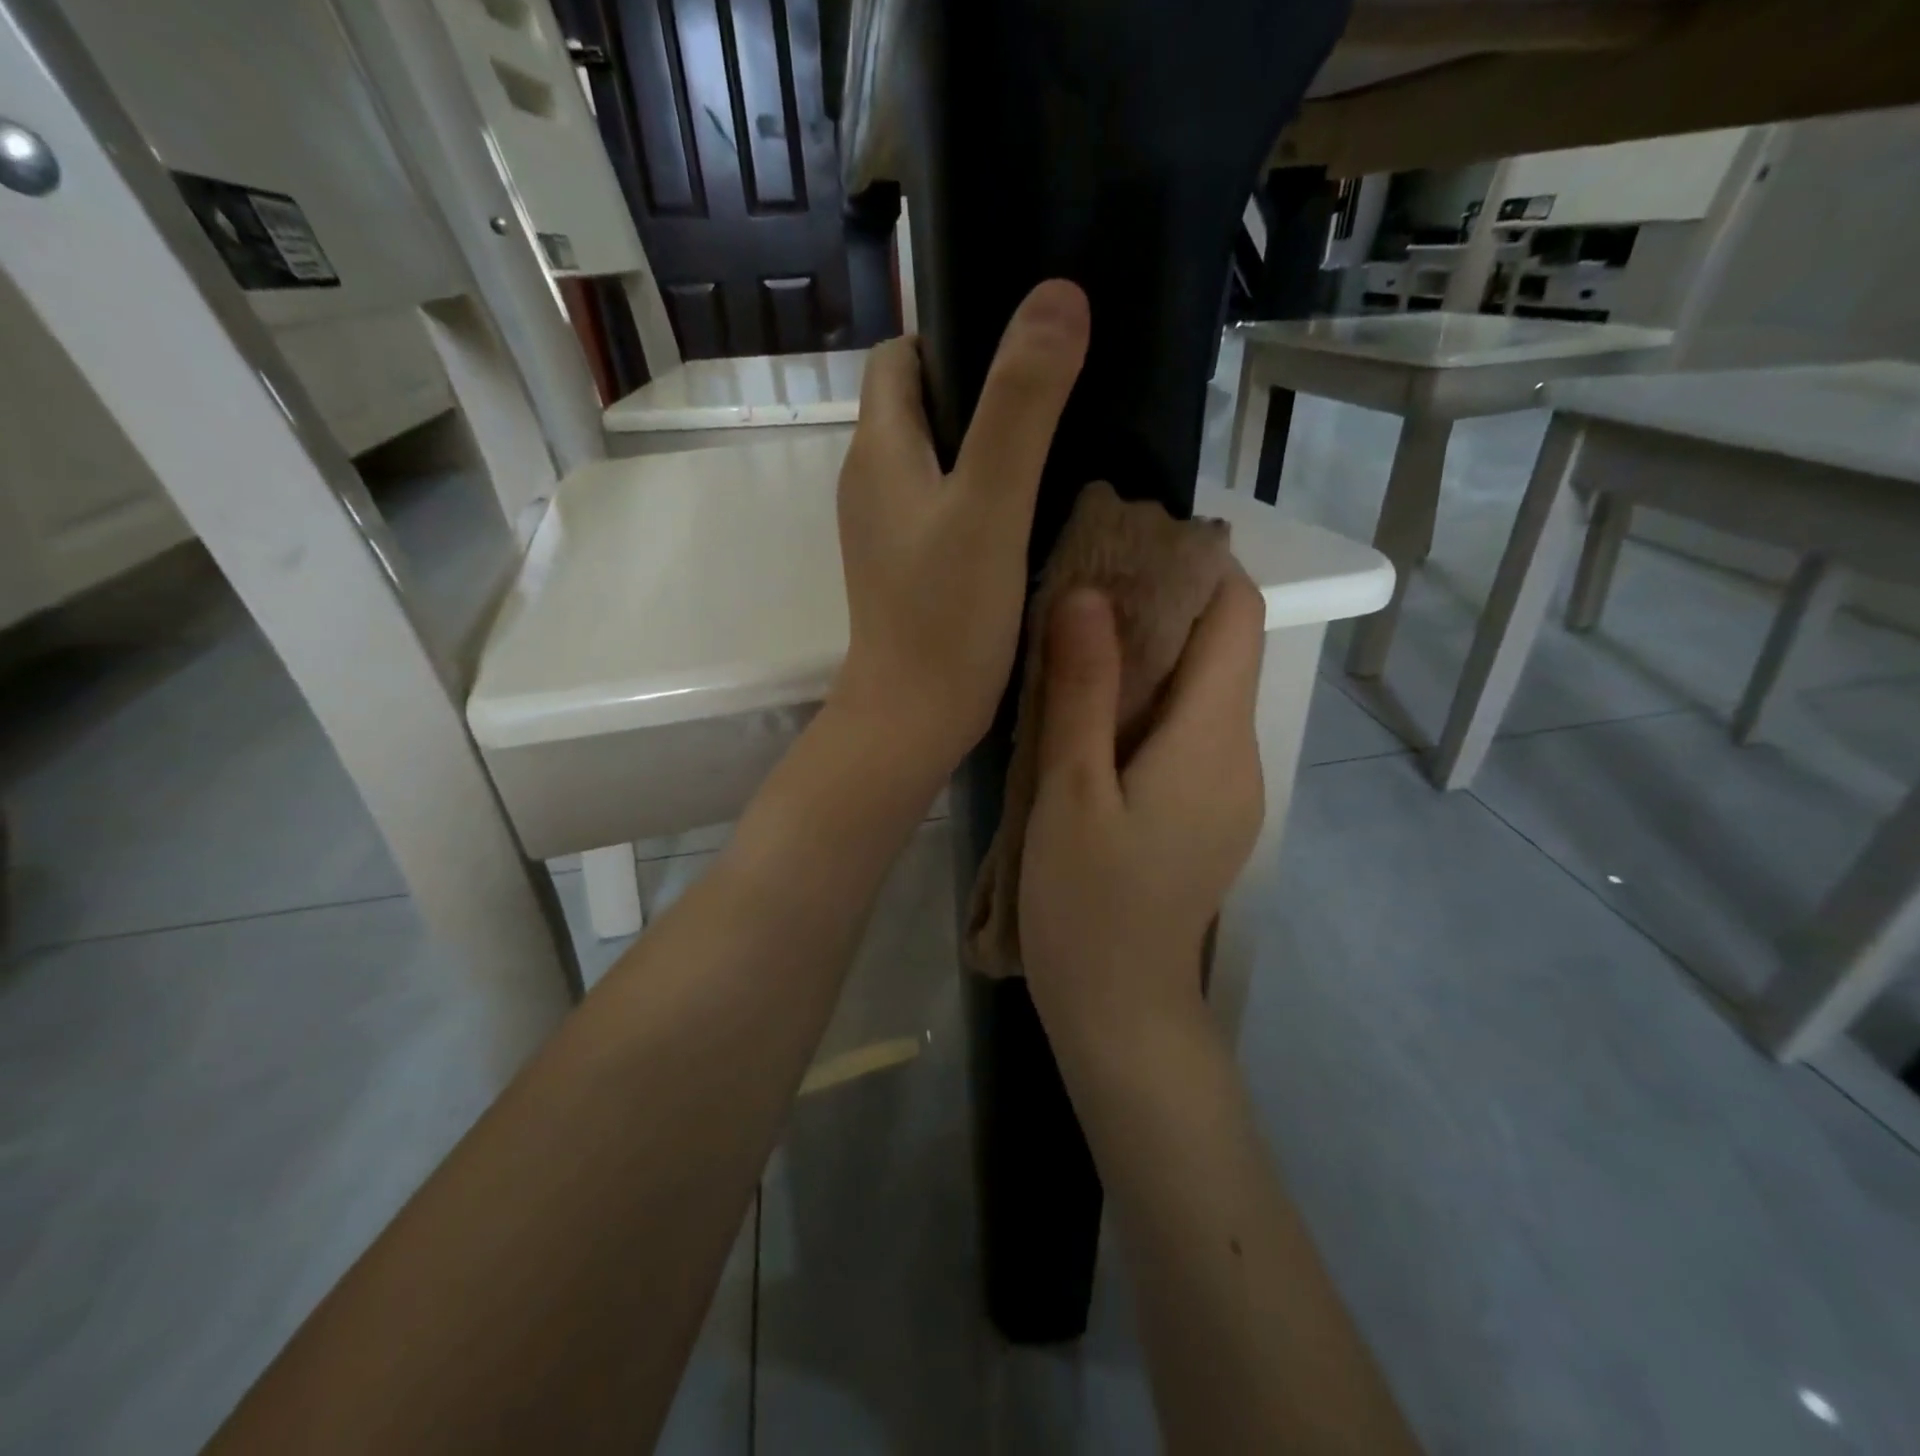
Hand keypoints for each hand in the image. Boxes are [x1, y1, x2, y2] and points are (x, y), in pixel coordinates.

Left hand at [831, 280, 1089, 775]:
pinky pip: (943, 507)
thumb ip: (1022, 406)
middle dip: (979, 387)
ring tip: (1053, 445)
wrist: (913, 719)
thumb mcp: (990, 503)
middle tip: (1052, 393)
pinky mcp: (907, 568)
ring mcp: (886, 531)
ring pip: (934, 459)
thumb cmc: (946, 615)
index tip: (1018, 344)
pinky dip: (980, 494)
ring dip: (984, 444)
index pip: (899, 356)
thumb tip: (1058, 297)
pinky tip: (1026, 510)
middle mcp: (871, 482)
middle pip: (919, 404)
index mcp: (878, 449)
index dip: (952, 334)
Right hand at [1018, 573, 1266, 1051]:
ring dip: (1150, 655)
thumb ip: (1084, 690)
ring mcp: (1227, 788)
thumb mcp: (1072, 792)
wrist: (1121, 1011)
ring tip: (1075, 640)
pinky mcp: (1204, 813)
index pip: (1238, 617)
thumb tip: (1090, 592)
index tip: (1127, 546)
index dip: (1196, 568)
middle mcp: (1239, 754)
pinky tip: (1092, 712)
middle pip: (1221, 650)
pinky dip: (1148, 702)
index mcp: (1215, 738)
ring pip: (1201, 692)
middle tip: (1080, 588)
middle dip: (1162, 606)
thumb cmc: (1089, 905)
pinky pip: (1187, 732)